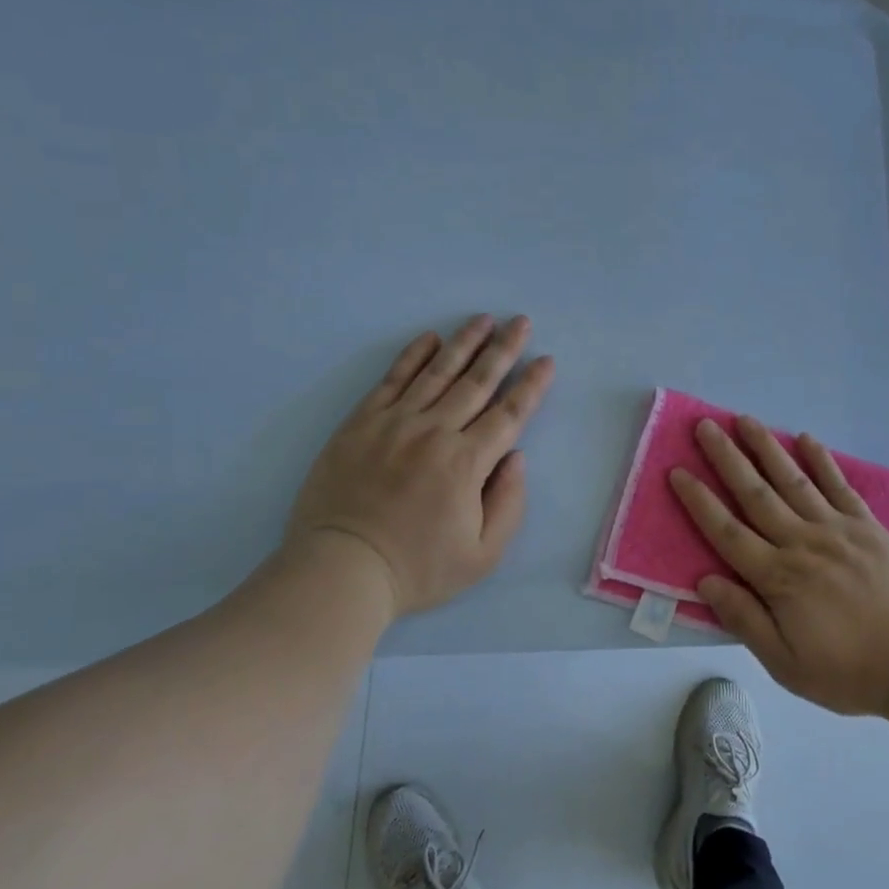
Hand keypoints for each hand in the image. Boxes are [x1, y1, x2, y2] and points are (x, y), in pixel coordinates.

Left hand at [287, 315, 554, 617]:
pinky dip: (413, 356)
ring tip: (484, 319)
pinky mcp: (361, 423)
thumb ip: (509, 503)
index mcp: (467, 463)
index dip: (531, 385)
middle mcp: (435, 431)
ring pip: (437, 372)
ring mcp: (395, 423)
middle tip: (520, 321)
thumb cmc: (418, 569)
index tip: (546, 361)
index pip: (509, 413)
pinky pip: (392, 380)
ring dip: (464, 343)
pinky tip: (430, 339)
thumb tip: (515, 456)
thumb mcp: (483, 555)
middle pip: (477, 382)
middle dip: (504, 349)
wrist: (342, 569)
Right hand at [670, 416, 888, 716]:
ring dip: (766, 447)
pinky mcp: (867, 526)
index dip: (699, 501)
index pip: (727, 531)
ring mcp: (837, 529)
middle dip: (726, 458)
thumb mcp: (787, 664)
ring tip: (744, 419)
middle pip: (755, 494)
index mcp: (778, 578)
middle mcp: (802, 543)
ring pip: (793, 480)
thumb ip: (745, 620)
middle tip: (704, 426)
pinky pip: (839, 486)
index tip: (677, 471)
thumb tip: (705, 580)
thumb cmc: (849, 671)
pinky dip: (821, 460)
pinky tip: (805, 438)